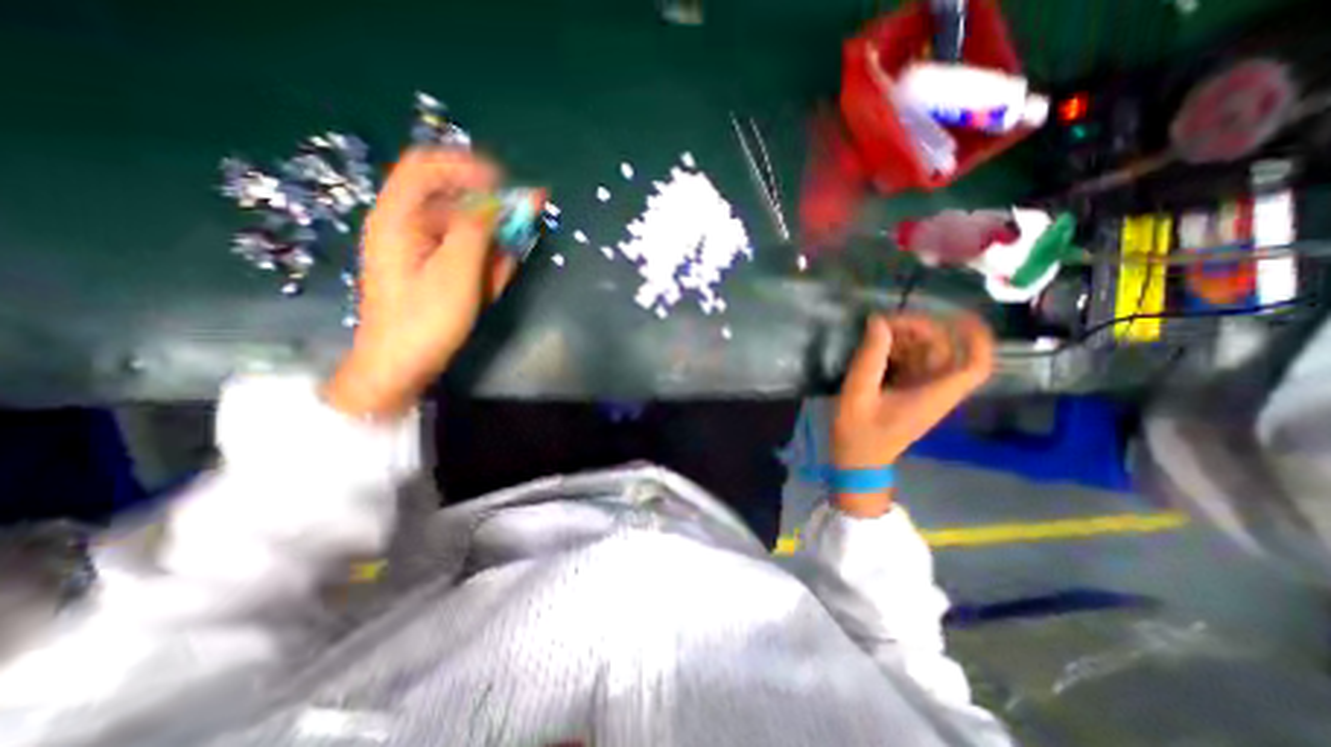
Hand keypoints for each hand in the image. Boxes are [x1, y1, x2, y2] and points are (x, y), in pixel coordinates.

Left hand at [323, 148, 521, 416]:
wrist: (400, 365)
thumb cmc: (425, 318)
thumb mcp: (456, 272)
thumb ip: (477, 231)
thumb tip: (498, 203)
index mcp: (399, 217)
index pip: (428, 166)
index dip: (468, 167)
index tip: (505, 185)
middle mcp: (406, 225)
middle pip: (453, 201)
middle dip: (490, 218)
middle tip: (518, 235)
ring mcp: (419, 249)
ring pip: (464, 232)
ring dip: (490, 248)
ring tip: (495, 279)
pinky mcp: (431, 269)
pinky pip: (464, 254)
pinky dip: (483, 265)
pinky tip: (489, 287)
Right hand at [836, 312, 991, 516]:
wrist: (857, 461)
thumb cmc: (858, 433)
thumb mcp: (858, 393)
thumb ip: (870, 357)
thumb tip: (879, 322)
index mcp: (932, 396)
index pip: (974, 366)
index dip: (976, 338)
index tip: (958, 315)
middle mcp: (935, 392)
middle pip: (945, 353)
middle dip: (921, 330)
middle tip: (887, 322)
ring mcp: (922, 393)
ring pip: (928, 356)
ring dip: (907, 339)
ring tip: (878, 330)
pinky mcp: (908, 394)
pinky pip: (912, 364)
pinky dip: (899, 351)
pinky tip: (877, 347)